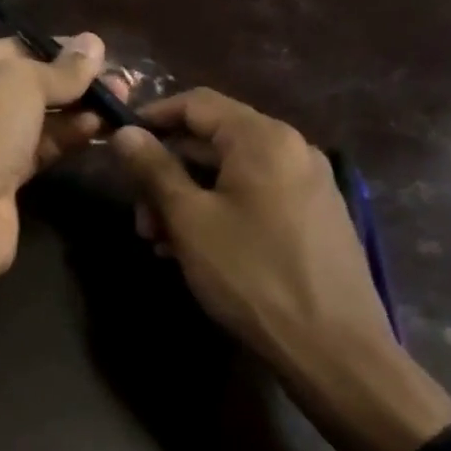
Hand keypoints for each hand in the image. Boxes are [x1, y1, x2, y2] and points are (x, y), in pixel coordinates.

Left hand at [0, 33, 107, 276]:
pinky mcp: (0, 177)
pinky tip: (99, 129)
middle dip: (74, 83)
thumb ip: (62, 67)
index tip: (104, 54)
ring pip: (37, 118)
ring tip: (121, 105)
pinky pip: (40, 148)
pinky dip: (67, 138)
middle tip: (123, 84)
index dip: (60, 50)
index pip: (17, 48)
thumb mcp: (23, 82)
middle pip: (29, 85)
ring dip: (77, 111)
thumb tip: (93, 43)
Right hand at [110, 88, 396, 389]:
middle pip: (212, 141)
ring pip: (229, 174)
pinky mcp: (313, 217)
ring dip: (186, 199)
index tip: (118, 145)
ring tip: (161, 244)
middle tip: (139, 218)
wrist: (333, 347)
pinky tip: (195, 251)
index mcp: (263, 139)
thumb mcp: (189, 219)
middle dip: (166, 173)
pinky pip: (253, 197)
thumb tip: (125, 132)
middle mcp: (292, 150)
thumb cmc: (250, 273)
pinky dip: (217, 212)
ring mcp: (308, 184)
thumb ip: (154, 169)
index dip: (152, 117)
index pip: (197, 103)